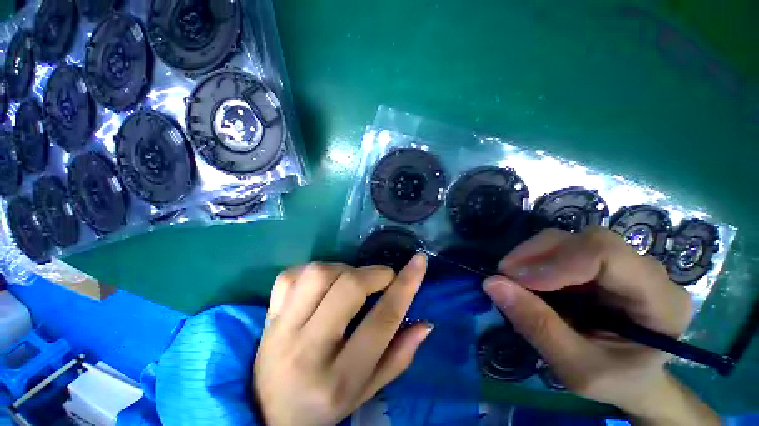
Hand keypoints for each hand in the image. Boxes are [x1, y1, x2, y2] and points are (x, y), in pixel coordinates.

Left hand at [254, 255, 431, 425]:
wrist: (267, 414)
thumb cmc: (323, 407)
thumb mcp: (366, 390)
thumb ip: (399, 356)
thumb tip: (425, 323)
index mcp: (340, 378)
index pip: (382, 320)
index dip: (406, 285)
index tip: (419, 261)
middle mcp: (308, 350)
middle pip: (348, 288)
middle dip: (373, 274)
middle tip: (382, 278)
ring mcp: (281, 329)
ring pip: (319, 273)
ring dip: (343, 269)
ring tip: (349, 281)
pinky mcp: (268, 314)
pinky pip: (292, 274)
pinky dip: (313, 271)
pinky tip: (321, 285)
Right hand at [483, 227, 720, 425]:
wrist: (632, 378)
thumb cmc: (615, 381)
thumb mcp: (577, 369)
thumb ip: (539, 327)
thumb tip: (492, 283)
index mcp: (661, 301)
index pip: (607, 255)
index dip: (555, 261)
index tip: (513, 279)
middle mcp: (648, 271)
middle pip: (587, 241)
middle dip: (537, 255)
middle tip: (505, 277)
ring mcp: (623, 263)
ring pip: (570, 239)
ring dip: (532, 255)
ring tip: (512, 279)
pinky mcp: (600, 262)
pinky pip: (562, 248)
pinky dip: (535, 259)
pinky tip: (526, 278)